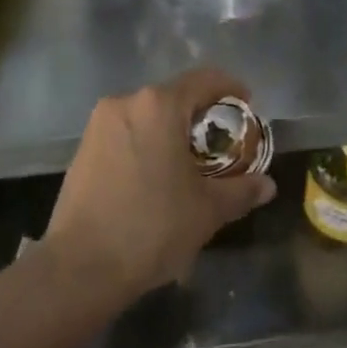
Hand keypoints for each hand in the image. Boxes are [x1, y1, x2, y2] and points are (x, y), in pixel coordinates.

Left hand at [43, 68, 276, 301]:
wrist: (79, 268)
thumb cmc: (151, 227)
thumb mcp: (207, 210)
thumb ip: (241, 190)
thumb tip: (267, 185)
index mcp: (159, 106)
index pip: (205, 79)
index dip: (231, 89)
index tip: (247, 107)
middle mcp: (126, 103)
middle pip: (175, 96)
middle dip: (201, 116)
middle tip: (221, 144)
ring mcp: (99, 125)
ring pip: (148, 116)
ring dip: (172, 131)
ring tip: (189, 165)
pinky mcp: (83, 148)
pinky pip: (126, 133)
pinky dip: (147, 144)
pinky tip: (155, 178)